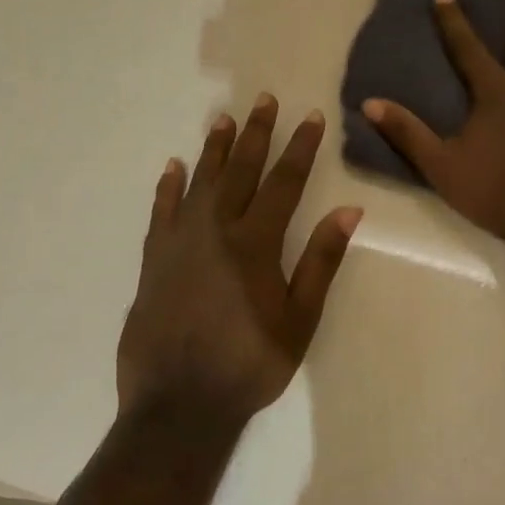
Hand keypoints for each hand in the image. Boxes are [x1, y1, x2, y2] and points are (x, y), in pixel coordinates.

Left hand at [116, 95, 360, 430]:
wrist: (178, 404)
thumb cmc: (250, 363)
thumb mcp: (300, 318)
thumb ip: (322, 260)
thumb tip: (350, 210)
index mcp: (256, 243)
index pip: (284, 182)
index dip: (300, 148)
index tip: (311, 116)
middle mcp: (215, 231)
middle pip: (239, 171)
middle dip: (256, 134)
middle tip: (264, 100)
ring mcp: (180, 243)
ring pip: (199, 183)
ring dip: (214, 149)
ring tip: (223, 118)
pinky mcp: (154, 261)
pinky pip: (161, 212)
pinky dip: (168, 187)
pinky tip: (173, 167)